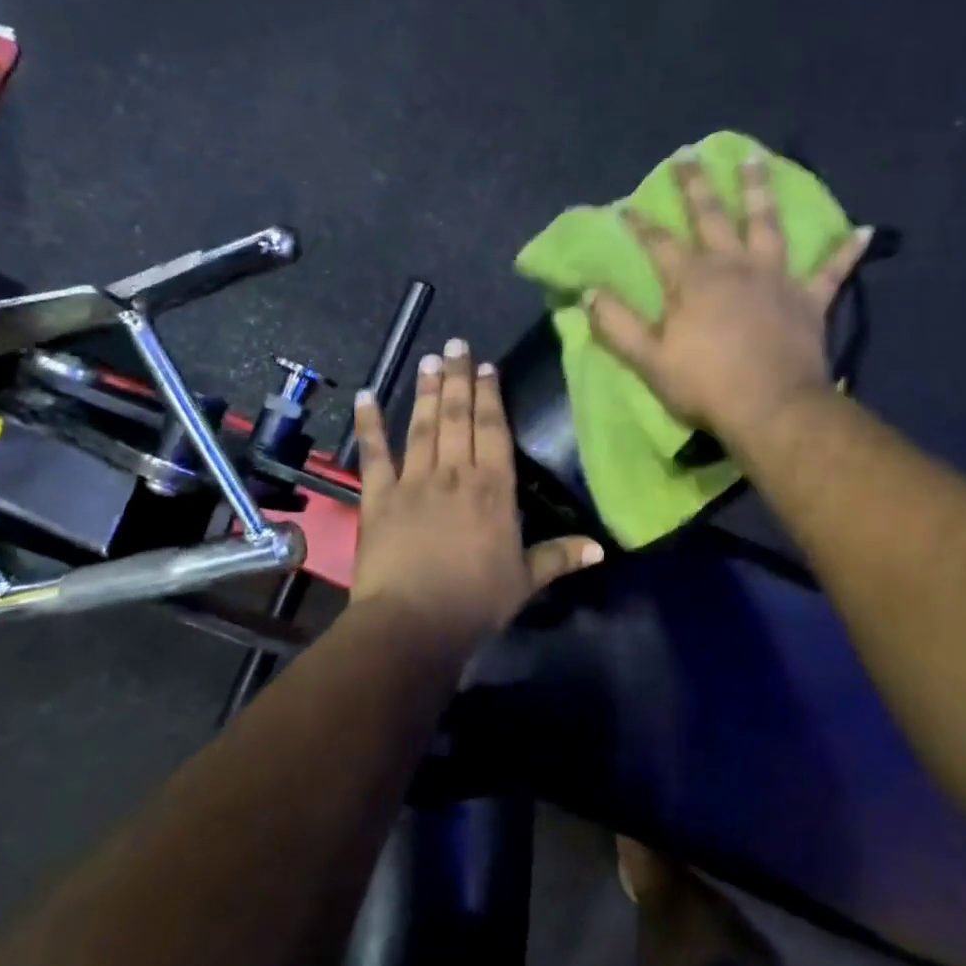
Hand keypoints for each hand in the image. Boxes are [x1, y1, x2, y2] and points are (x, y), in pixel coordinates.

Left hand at [349, 339, 602, 658]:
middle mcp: (454, 474)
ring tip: (428, 359)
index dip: (490, 395)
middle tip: (455, 343)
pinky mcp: (378, 497)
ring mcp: (413, 481)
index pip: (493, 430)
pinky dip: (368, 424)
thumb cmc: (475, 601)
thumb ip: (560, 557)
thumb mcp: (526, 581)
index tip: (486, 366)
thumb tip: (601, 548)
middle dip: (458, 378)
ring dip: (426, 391)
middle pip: (457, 417)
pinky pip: (374, 454)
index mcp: (493, 489)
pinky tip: (364, 396)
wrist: (414, 622)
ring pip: (421, 426)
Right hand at [587, 150, 874, 444]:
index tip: (624, 206)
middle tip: (688, 155)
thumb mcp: (648, 359)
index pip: (659, 243)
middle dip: (696, 186)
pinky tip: (863, 230)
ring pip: (766, 224)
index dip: (640, 225)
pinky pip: (831, 270)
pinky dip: (846, 251)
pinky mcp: (809, 299)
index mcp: (693, 279)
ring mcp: (776, 278)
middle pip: (711, 217)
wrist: (770, 408)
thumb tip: (589, 292)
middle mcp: (734, 265)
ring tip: (755, 159)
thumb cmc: (704, 385)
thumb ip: (617, 323)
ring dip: (759, 190)